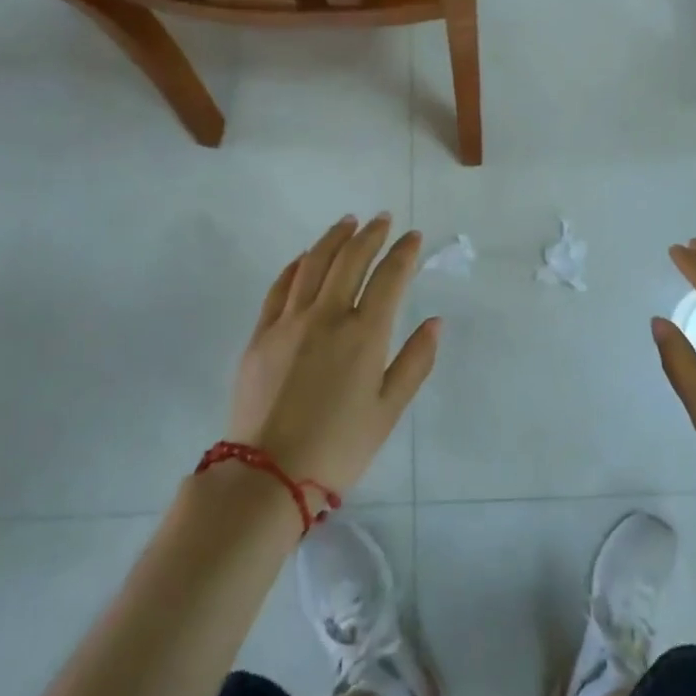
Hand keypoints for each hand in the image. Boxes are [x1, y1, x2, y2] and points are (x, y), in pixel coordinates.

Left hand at [225, 213, 438, 493]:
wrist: (267, 475)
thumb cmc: (339, 447)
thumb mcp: (388, 410)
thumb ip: (415, 361)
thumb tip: (435, 322)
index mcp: (364, 334)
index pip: (389, 277)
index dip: (404, 252)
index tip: (413, 236)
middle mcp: (327, 316)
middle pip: (350, 259)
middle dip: (370, 234)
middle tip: (382, 219)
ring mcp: (289, 321)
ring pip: (314, 263)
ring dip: (334, 238)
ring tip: (348, 222)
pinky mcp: (261, 334)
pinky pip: (281, 286)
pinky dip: (297, 264)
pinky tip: (306, 257)